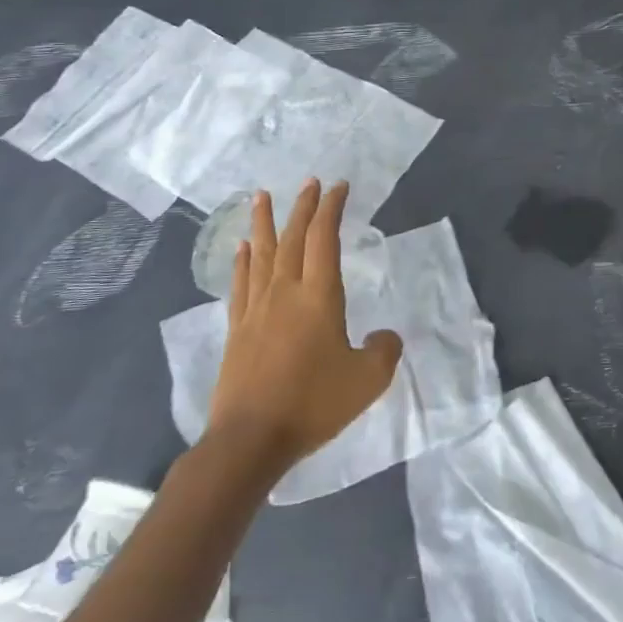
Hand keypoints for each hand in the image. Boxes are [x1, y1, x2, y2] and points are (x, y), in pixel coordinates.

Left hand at [204, 179, 402, 473]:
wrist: (250, 439)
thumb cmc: (313, 404)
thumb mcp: (368, 380)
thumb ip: (384, 350)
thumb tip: (385, 336)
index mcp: (319, 296)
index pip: (325, 238)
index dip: (332, 208)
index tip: (339, 187)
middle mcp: (285, 292)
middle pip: (293, 238)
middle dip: (303, 207)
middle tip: (311, 182)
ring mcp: (256, 310)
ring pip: (262, 254)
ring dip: (265, 222)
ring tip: (261, 196)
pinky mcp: (237, 330)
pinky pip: (241, 284)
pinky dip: (243, 261)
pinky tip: (242, 249)